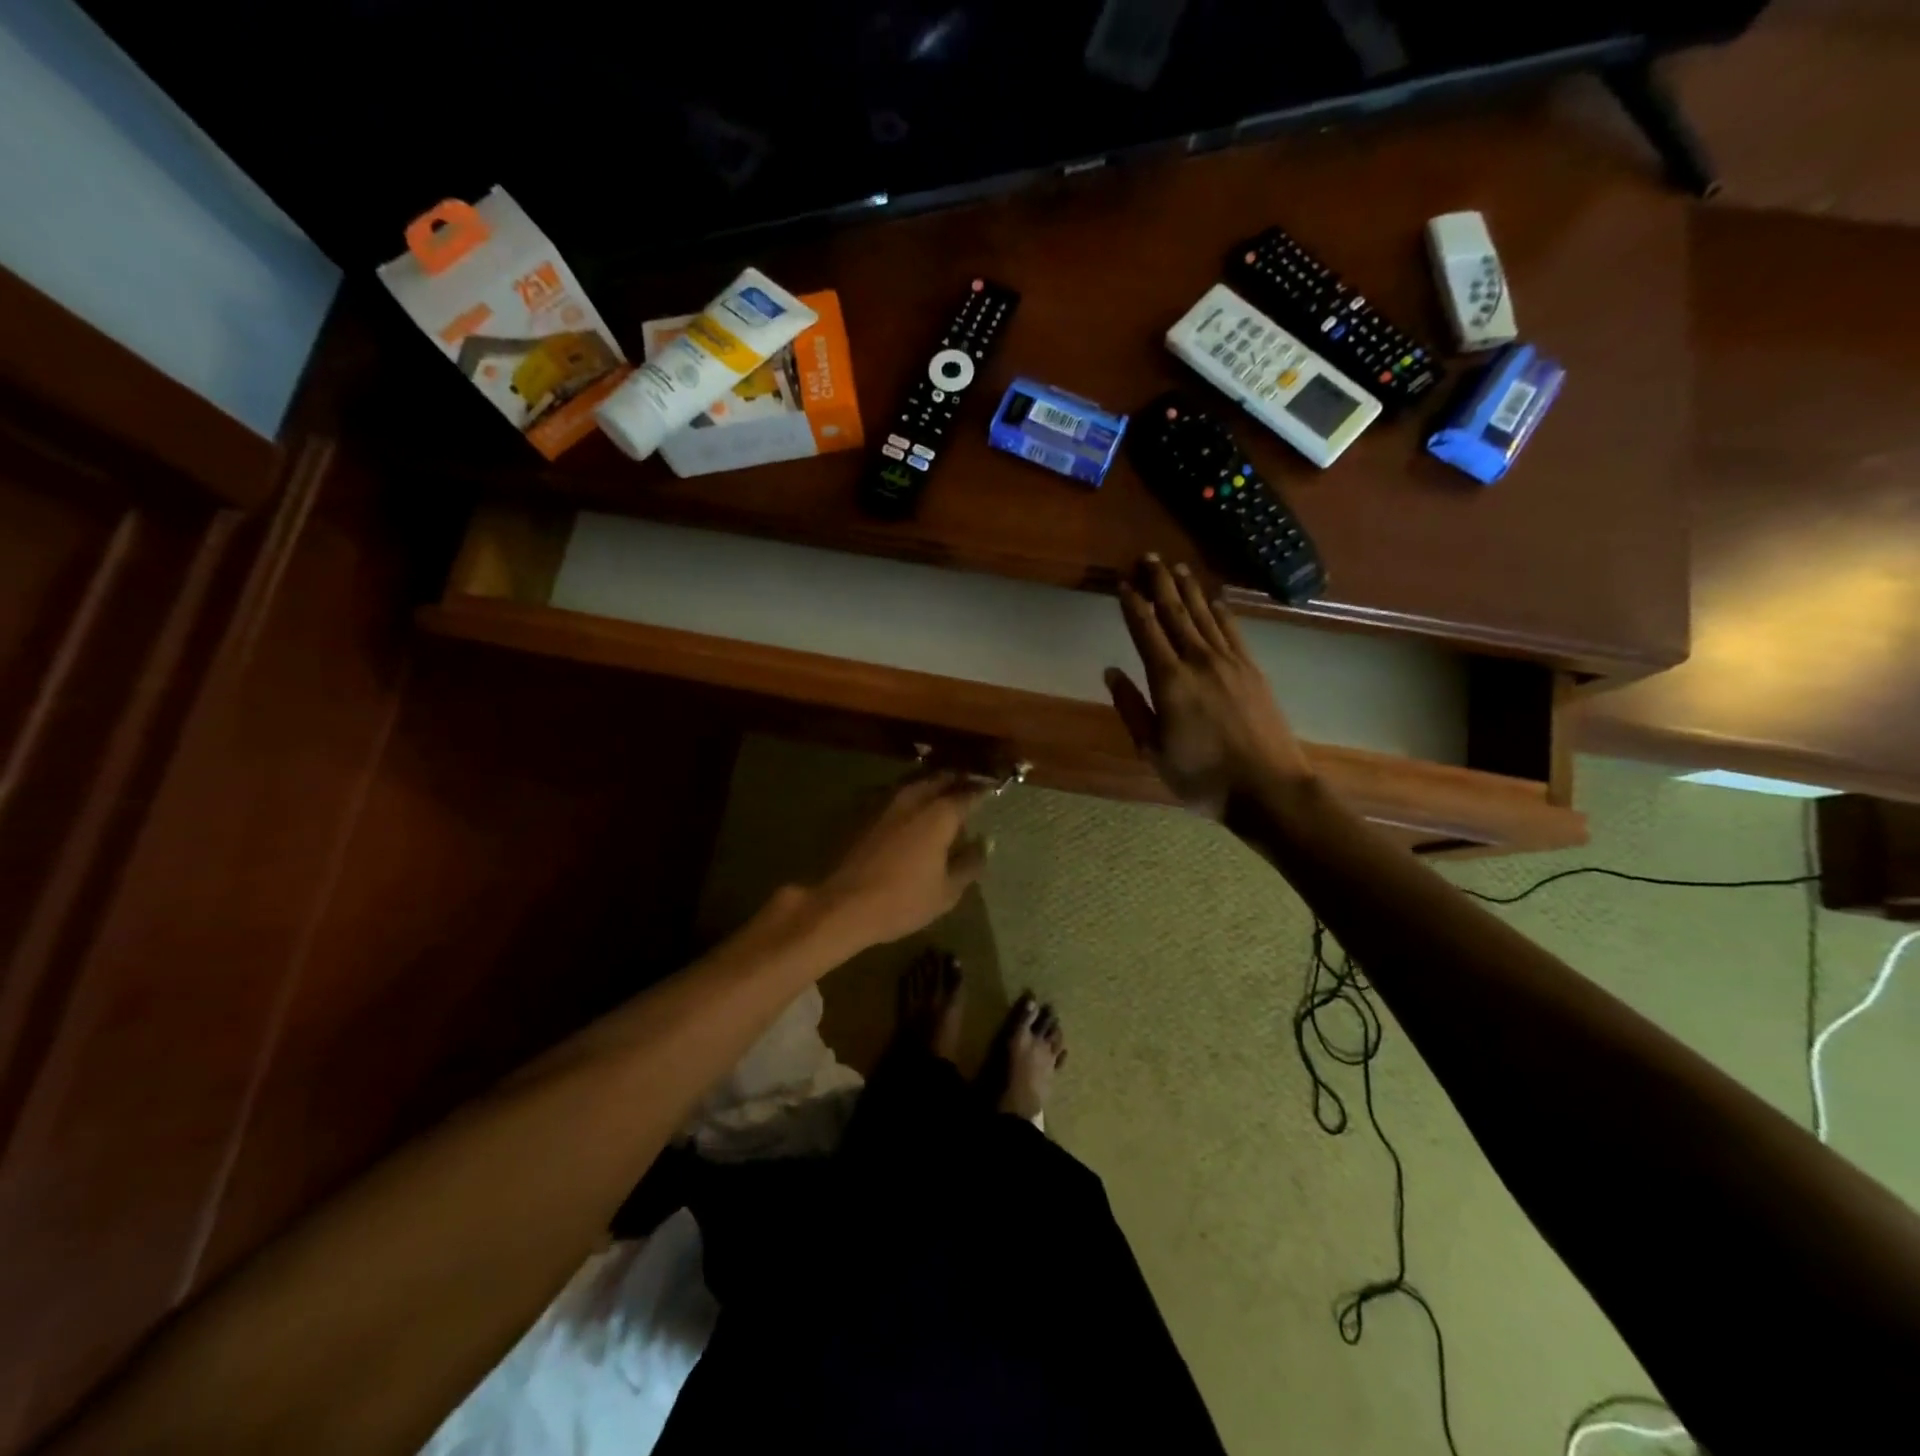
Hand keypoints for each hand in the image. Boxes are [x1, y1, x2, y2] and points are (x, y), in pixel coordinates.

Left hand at [812, 771, 989, 948]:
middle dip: (958, 779)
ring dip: (932, 783)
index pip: (968, 794)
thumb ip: (969, 864)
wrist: (843, 904)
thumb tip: (984, 844)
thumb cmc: (902, 901)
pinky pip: (896, 794)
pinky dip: (910, 796)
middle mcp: (914, 799)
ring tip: (944, 793)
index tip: (993, 790)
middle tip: (971, 785)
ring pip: (916, 782)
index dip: (983, 791)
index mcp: (939, 815)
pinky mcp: (865, 812)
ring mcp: (886, 803)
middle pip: (940, 779)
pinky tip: (913, 809)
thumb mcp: (947, 891)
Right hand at [1105, 555, 1313, 815]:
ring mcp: (1230, 662)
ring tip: (1177, 567)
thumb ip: (1132, 708)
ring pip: (1204, 615)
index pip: (1145, 631)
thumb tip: (1112, 672)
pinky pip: (1232, 630)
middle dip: (1160, 583)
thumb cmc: (1202, 776)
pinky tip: (1214, 599)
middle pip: (1175, 613)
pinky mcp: (1253, 669)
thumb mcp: (1153, 750)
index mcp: (1169, 681)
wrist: (1268, 788)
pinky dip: (1220, 610)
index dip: (1132, 604)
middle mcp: (1199, 661)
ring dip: (1189, 589)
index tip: (1122, 581)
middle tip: (1148, 557)